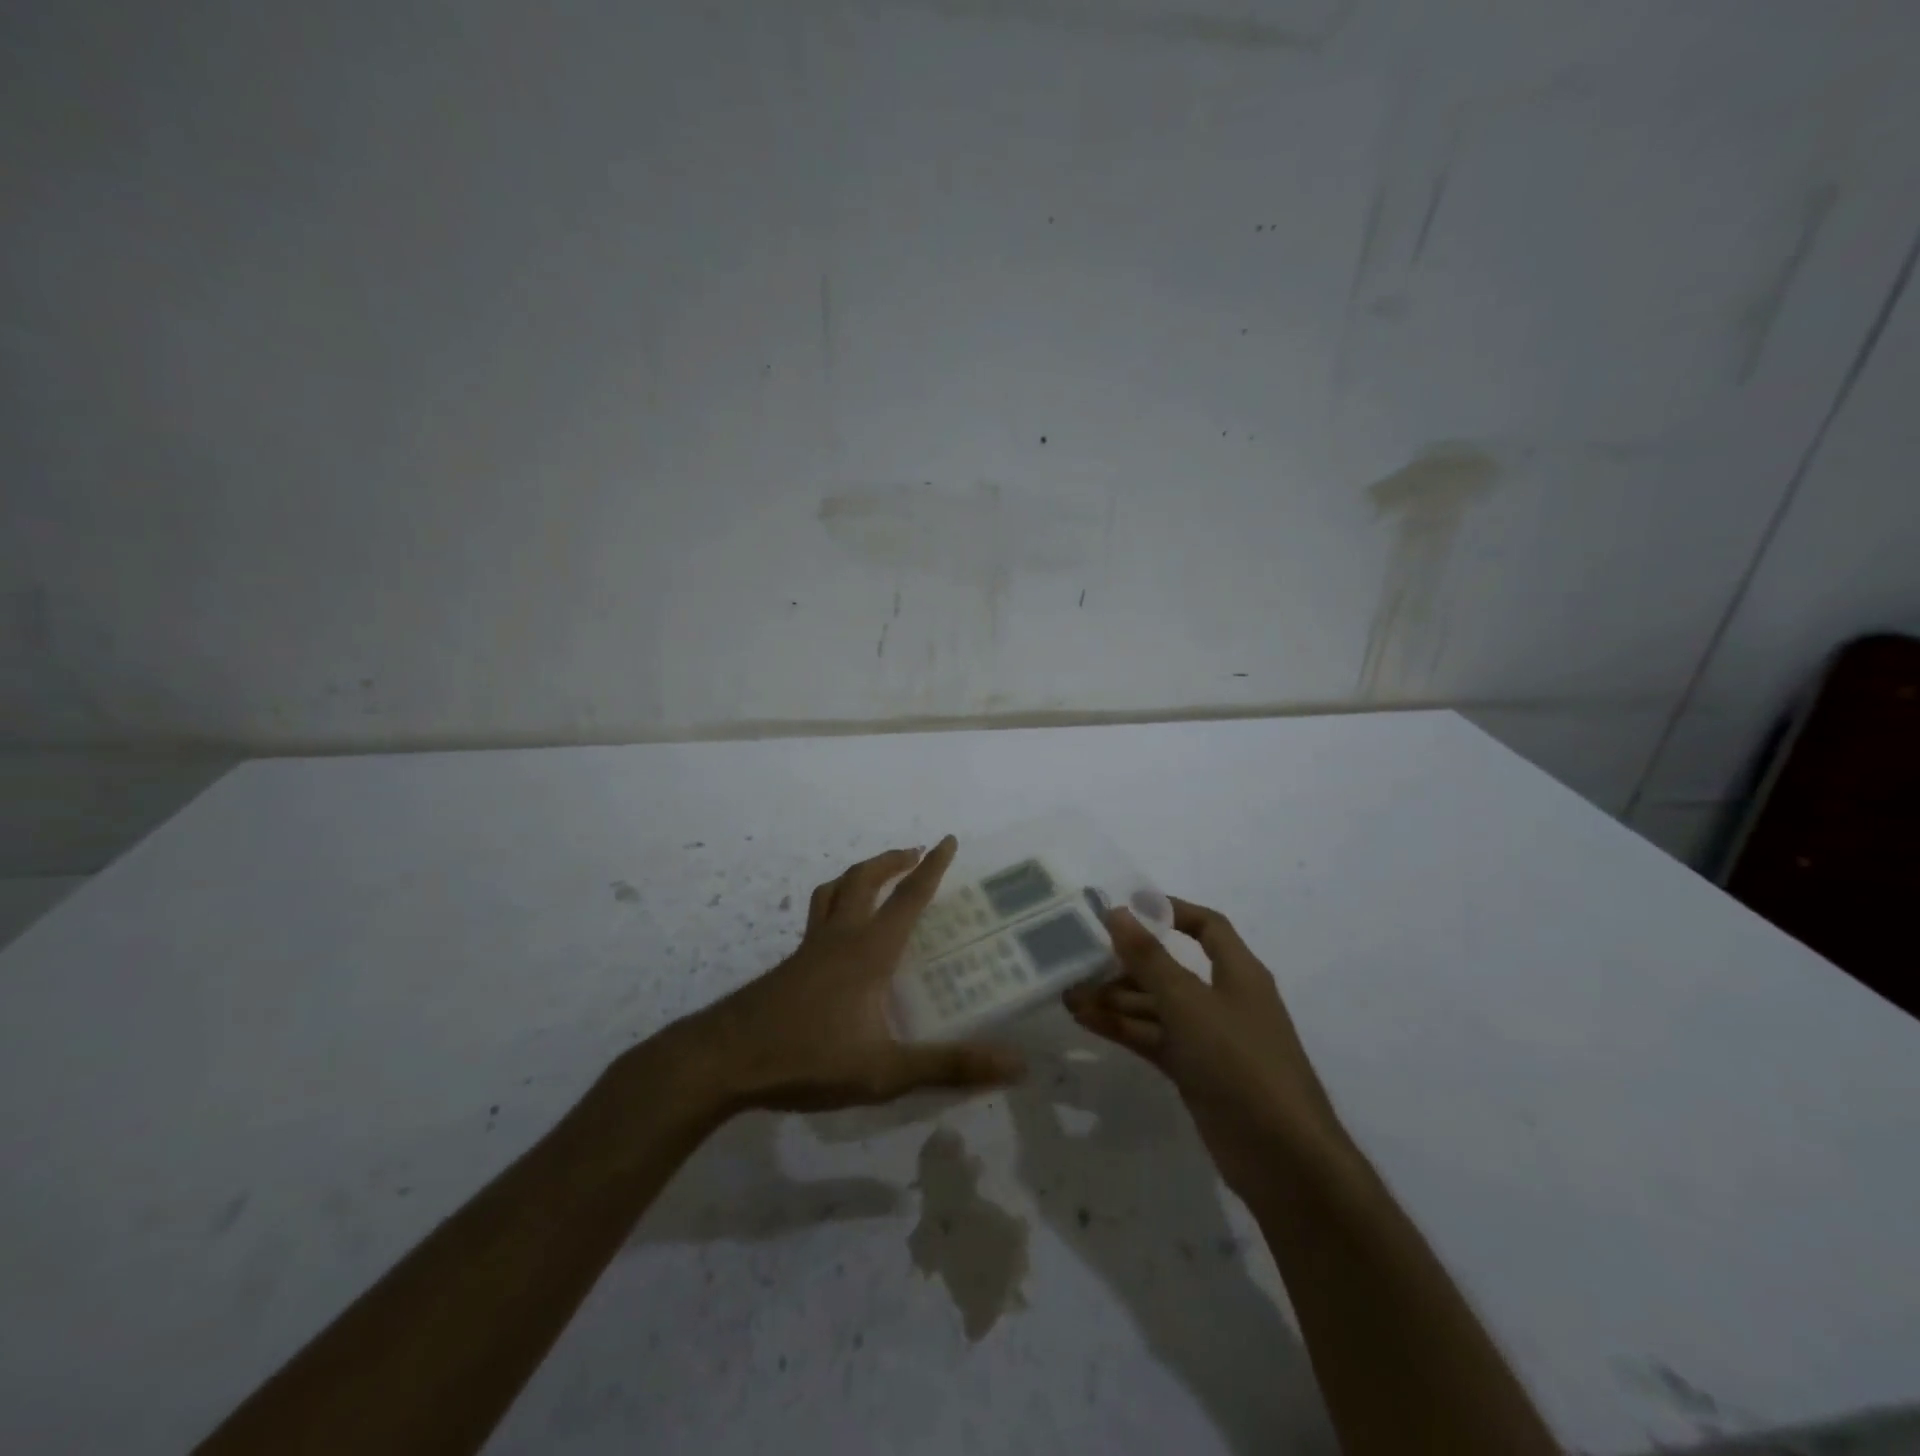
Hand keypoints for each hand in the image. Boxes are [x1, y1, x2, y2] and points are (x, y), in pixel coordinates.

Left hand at [682, 837, 1024, 1112]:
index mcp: (869, 951)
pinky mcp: (790, 964)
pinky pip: (818, 915)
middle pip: (865, 879)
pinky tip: (839, 934)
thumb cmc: (808, 1058)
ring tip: (877, 877)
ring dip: (860, 874)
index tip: (948, 840)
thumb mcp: (885, 1071)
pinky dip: (836, 902)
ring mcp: (810, 948)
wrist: (725, 1060)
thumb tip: (1015, 1064)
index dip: (932, 868)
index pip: (909, 897)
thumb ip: (948, 1066)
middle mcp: (840, 937)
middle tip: (916, 854)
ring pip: (834, 890)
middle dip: (893, 860)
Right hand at [1064, 898, 1339, 1194]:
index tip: (1128, 908)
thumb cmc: (1240, 1062)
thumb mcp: (1189, 1002)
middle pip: (1170, 968)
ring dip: (1116, 999)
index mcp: (1238, 972)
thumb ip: (1150, 958)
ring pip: (1156, 1007)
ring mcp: (1209, 1039)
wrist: (1282, 1159)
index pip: (1207, 926)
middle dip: (1126, 963)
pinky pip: (1153, 1038)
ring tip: (1069, 994)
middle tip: (1079, 957)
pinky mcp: (1195, 1072)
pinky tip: (1086, 1021)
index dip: (1171, 911)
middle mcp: (1224, 999)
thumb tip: (1118, 912)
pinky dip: (1122, 1028)